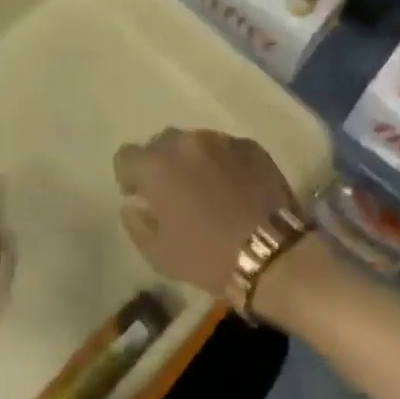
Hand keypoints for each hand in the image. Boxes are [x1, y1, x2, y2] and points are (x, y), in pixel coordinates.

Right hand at [114, 129, 300, 298]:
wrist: (273, 254)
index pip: (127, 156)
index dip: (129, 176)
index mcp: (157, 167)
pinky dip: (222, 162)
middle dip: (161, 163)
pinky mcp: (251, 145)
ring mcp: (222, 141)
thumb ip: (137, 223)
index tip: (140, 195)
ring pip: (195, 142)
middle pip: (162, 143)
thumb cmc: (208, 257)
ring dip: (193, 160)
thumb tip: (134, 205)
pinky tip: (233, 187)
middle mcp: (187, 143)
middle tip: (173, 192)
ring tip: (207, 188)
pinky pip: (225, 148)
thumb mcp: (159, 254)